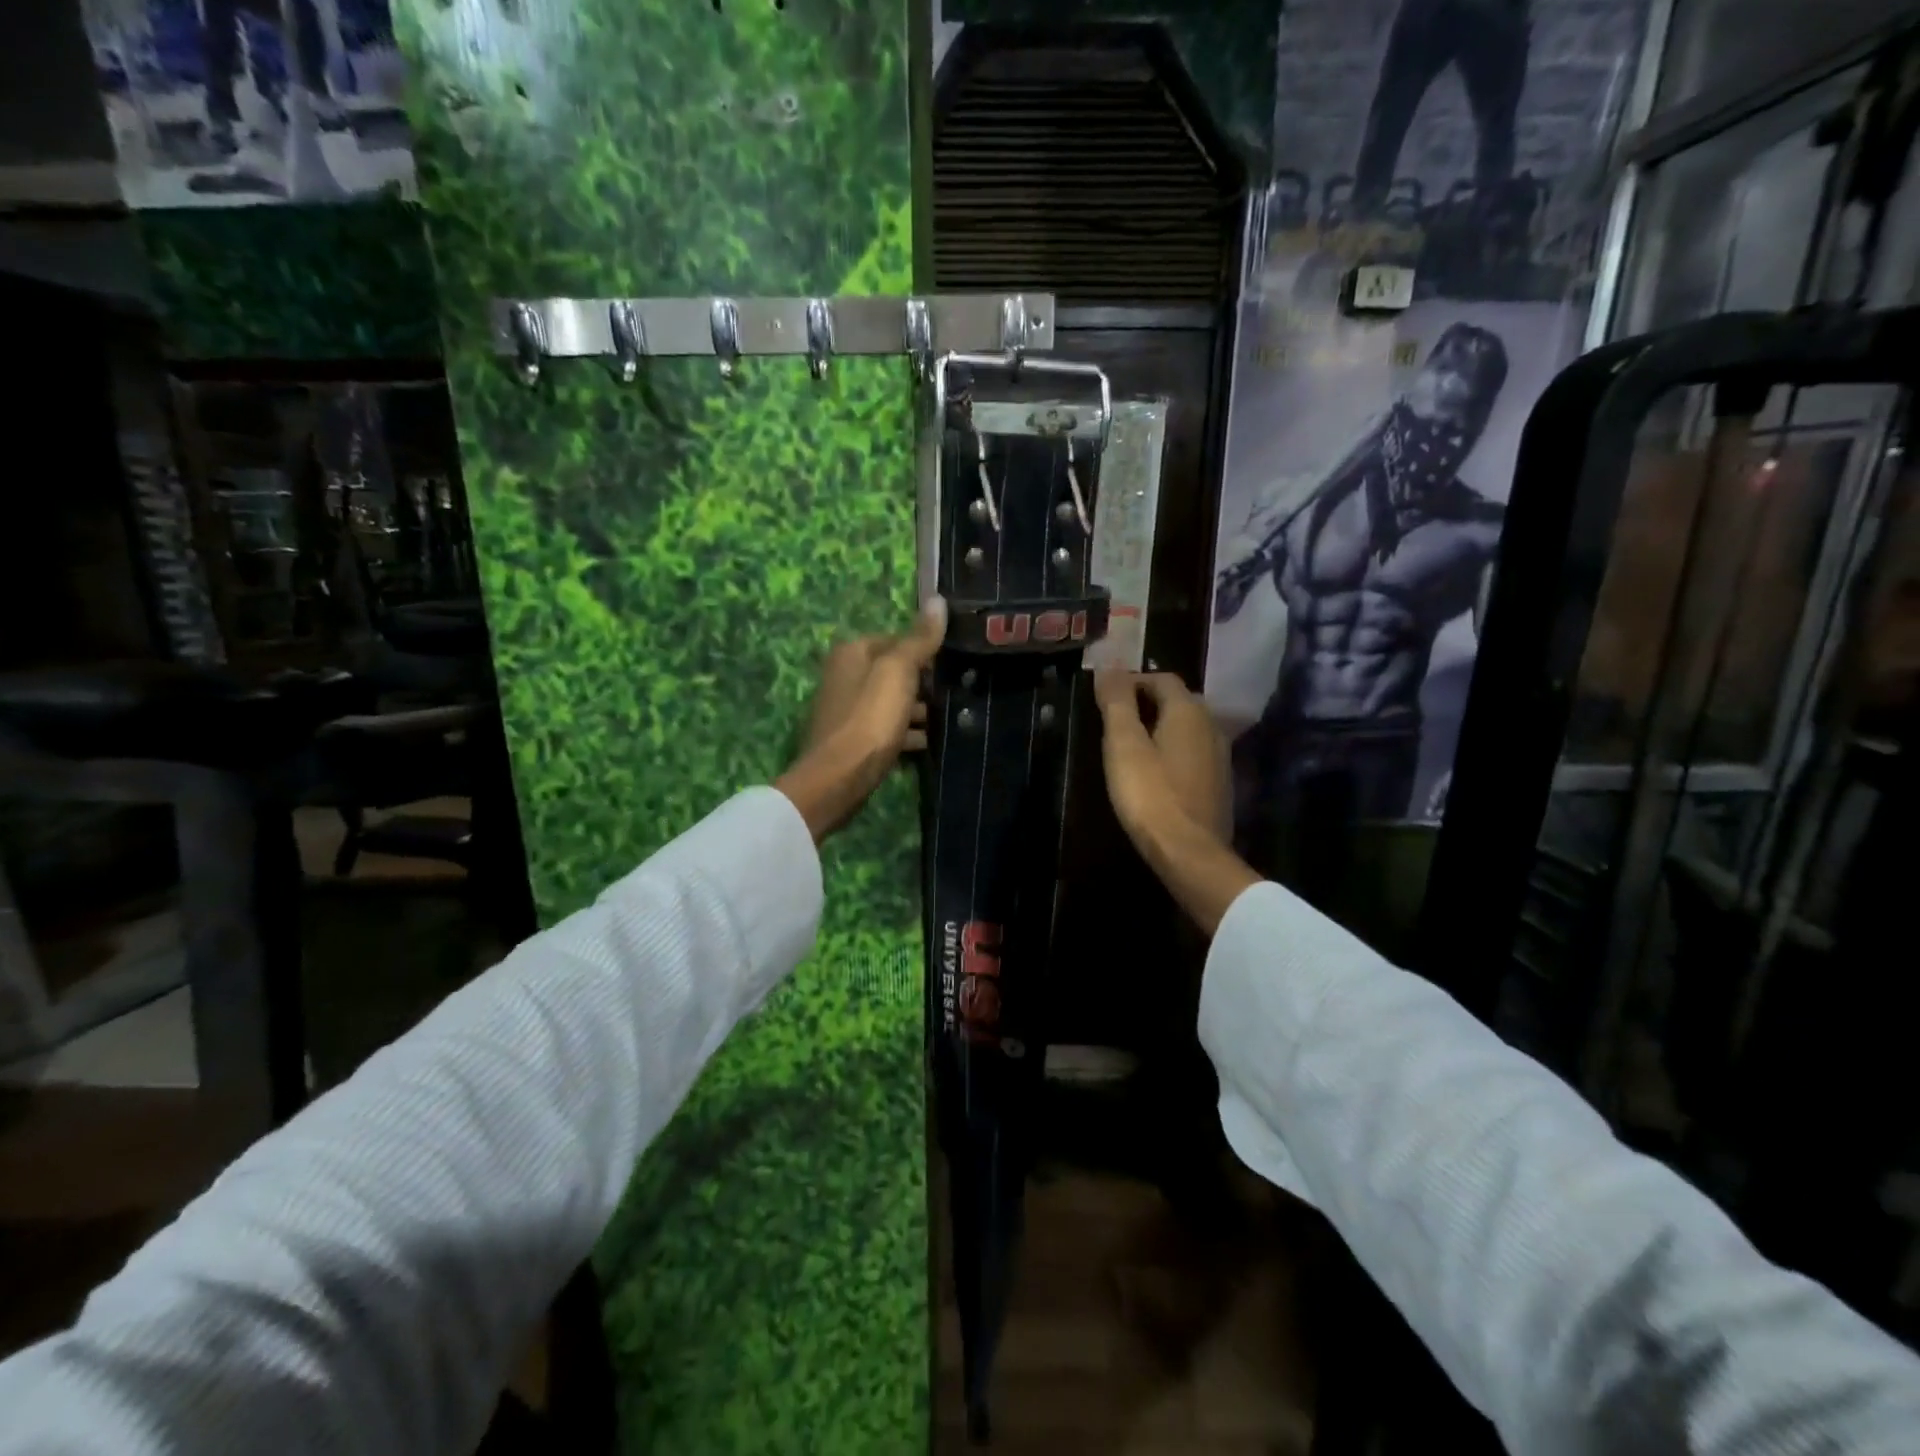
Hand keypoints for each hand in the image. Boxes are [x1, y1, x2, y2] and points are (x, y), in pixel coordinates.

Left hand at [775, 599, 946, 842]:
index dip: (925, 650)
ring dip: (919, 710)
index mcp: (852, 653)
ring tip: (951, 718)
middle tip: (957, 692)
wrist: (839, 778)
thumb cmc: (870, 717)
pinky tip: (931, 742)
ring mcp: (848, 710)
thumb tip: (938, 601)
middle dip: (923, 682)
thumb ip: (919, 639)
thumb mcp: (899, 671)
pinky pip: (888, 730)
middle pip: (894, 672)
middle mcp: (844, 676)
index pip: (896, 640)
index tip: (953, 665)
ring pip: (892, 702)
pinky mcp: (854, 741)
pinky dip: (908, 733)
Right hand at [1093, 671, 1230, 842]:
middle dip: (1148, 702)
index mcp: (1188, 711)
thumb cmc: (1149, 794)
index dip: (1132, 681)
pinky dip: (1174, 751)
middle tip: (1116, 719)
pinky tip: (1157, 772)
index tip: (1106, 697)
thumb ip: (1116, 702)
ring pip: (1188, 728)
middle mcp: (1211, 725)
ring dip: (1162, 727)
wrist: (1188, 852)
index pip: (1161, 678)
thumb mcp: (1123, 745)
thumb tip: (1108, 666)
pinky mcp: (1220, 783)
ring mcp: (1220, 756)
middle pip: (1178, 700)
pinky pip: (1194, 753)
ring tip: (1133, 745)